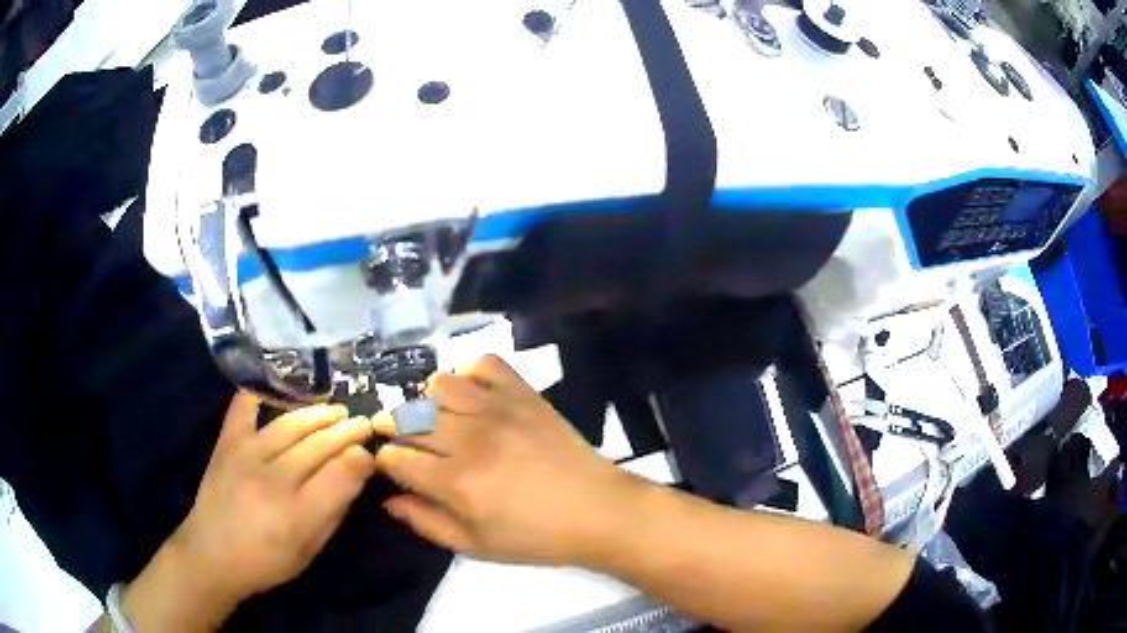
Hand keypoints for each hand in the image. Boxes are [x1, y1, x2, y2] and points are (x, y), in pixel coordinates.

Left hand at [122, 394, 375, 628]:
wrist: (211, 554)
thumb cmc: (267, 561)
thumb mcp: (310, 550)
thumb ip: (333, 511)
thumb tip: (354, 474)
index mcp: (297, 517)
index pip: (340, 475)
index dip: (361, 458)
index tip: (372, 451)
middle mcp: (273, 481)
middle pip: (319, 445)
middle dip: (348, 430)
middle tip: (365, 422)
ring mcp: (245, 456)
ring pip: (290, 424)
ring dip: (319, 413)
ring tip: (337, 409)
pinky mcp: (226, 442)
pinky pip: (244, 407)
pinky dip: (262, 393)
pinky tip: (281, 390)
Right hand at [373, 355, 638, 566]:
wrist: (598, 511)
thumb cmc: (536, 537)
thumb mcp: (476, 546)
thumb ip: (426, 522)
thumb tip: (388, 499)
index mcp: (457, 483)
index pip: (395, 457)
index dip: (385, 461)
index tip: (394, 467)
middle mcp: (471, 439)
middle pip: (409, 418)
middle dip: (395, 428)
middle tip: (405, 441)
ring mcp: (499, 409)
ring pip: (439, 384)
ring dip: (427, 400)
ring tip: (436, 418)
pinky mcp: (524, 394)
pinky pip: (484, 364)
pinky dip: (469, 373)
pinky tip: (470, 396)